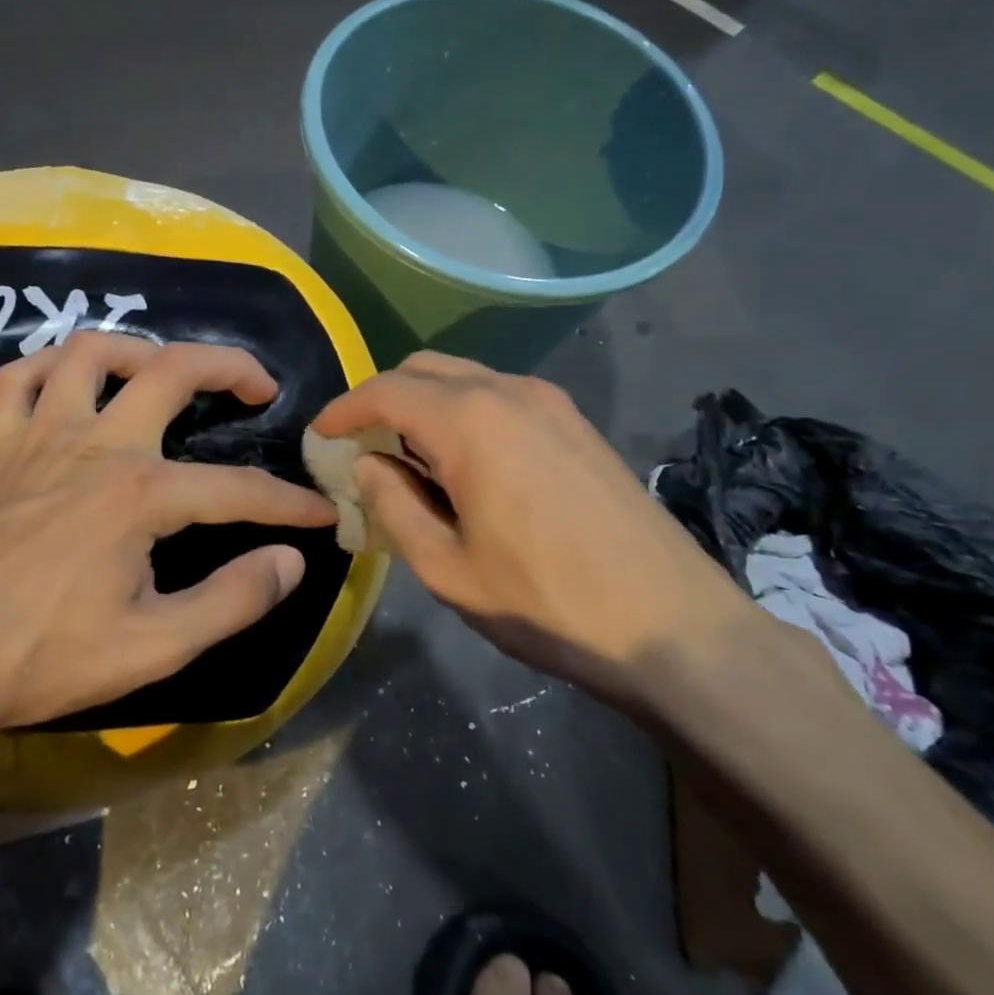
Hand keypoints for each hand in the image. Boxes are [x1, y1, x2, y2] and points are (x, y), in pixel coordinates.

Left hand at [0, 333, 335, 734]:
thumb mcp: (155, 646)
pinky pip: (18, 379)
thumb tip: (290, 561)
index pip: (237, 488)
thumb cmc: (47, 657)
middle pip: (172, 371)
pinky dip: (48, 365)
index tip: (322, 514)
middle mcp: (97, 445)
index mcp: (140, 494)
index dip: (288, 502)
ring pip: (90, 352)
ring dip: (139, 348)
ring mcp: (41, 437)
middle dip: (230, 367)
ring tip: (166, 370)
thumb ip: (233, 600)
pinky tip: (71, 379)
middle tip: (260, 387)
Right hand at [311, 353, 756, 712]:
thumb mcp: (448, 568)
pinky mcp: (575, 422)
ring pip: (464, 377)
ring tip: (409, 458)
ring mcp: (550, 401)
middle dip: (382, 398)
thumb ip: (394, 506)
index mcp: (469, 422)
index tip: (320, 434)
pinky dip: (464, 411)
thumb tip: (368, 464)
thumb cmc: (547, 602)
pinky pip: (500, 395)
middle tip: (361, 445)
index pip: (385, 391)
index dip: (344, 408)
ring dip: (424, 403)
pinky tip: (465, 462)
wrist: (673, 625)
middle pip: (423, 369)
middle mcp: (508, 391)